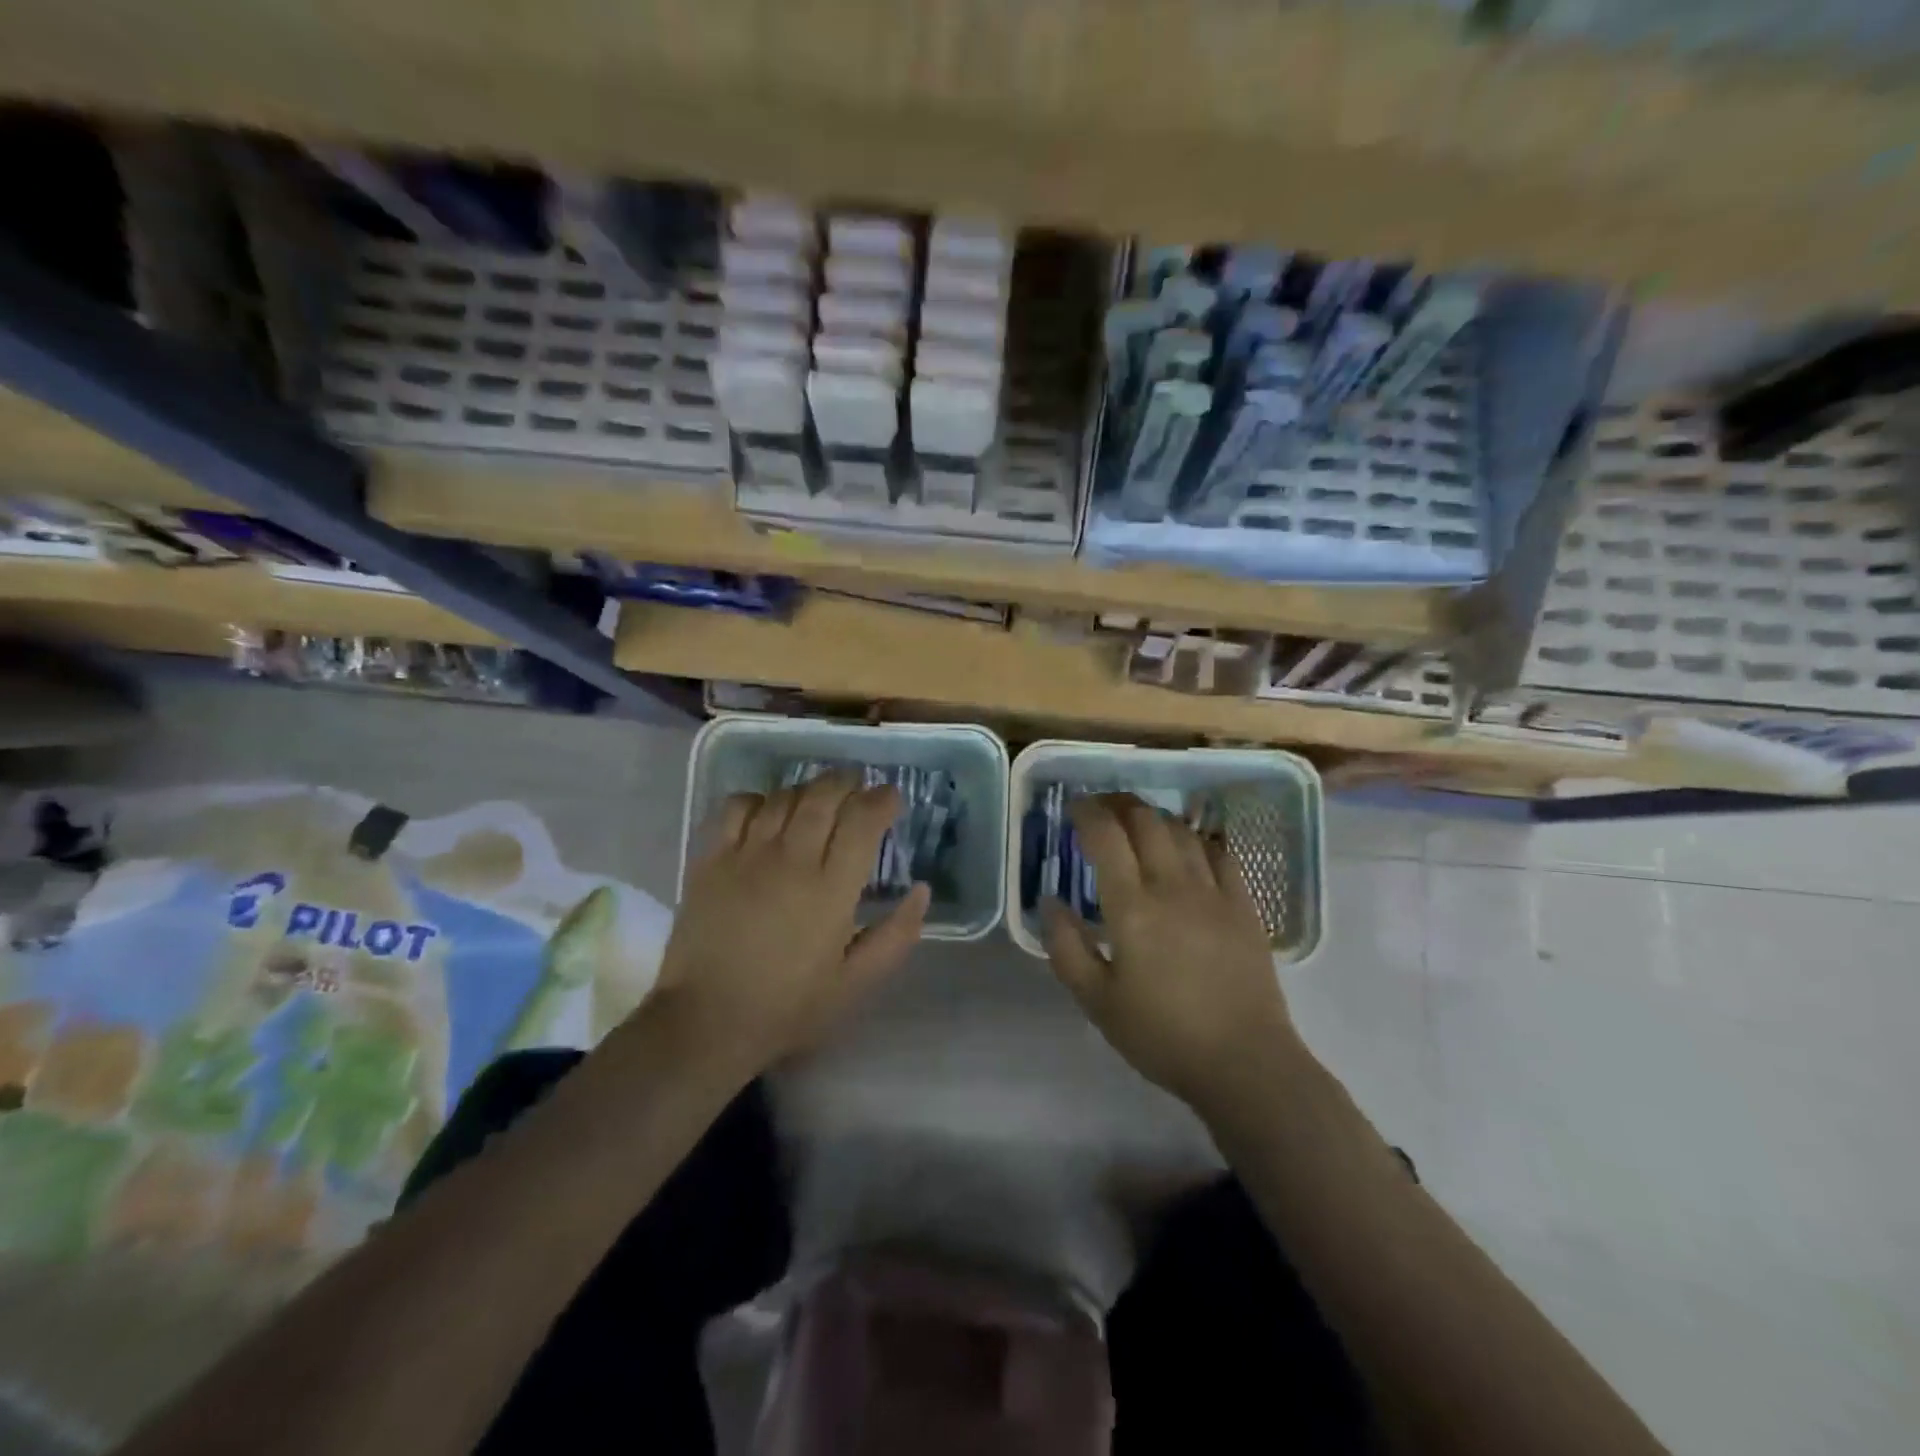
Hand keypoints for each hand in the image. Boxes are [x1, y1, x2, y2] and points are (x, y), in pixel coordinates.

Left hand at [646, 772, 928, 1077]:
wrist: (706, 1022)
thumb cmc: (788, 1006)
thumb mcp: (856, 983)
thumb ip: (896, 936)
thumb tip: (922, 890)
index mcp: (831, 889)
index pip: (862, 820)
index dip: (881, 800)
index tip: (891, 799)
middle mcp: (791, 859)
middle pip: (823, 795)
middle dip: (847, 783)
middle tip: (857, 787)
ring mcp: (746, 855)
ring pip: (784, 797)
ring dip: (808, 789)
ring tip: (818, 798)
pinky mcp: (711, 860)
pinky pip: (737, 807)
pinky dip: (758, 799)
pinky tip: (767, 812)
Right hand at [1041, 793, 1302, 1114]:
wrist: (1244, 1063)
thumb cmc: (1162, 1035)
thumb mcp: (1096, 1002)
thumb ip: (1066, 947)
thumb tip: (1050, 900)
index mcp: (1132, 908)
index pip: (1106, 837)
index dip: (1087, 813)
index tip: (1074, 808)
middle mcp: (1173, 886)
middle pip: (1146, 821)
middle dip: (1119, 804)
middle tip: (1102, 810)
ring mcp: (1214, 892)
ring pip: (1183, 831)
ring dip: (1155, 818)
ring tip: (1139, 824)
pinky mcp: (1244, 905)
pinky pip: (1220, 853)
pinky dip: (1197, 839)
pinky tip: (1188, 847)